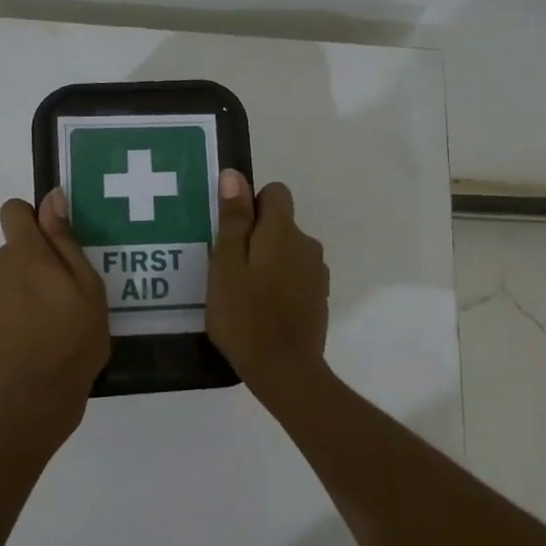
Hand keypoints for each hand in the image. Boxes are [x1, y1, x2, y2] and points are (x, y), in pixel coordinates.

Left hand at [0, 190, 109, 449]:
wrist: (36, 401)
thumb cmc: (74, 340)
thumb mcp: (87, 287)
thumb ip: (65, 239)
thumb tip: (52, 197)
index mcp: (25, 254)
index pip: (12, 211)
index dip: (31, 220)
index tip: (52, 246)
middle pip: (10, 252)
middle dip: (31, 265)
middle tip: (60, 298)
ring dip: (17, 294)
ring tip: (43, 327)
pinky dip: (5, 322)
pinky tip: (25, 346)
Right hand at [206, 170, 329, 391]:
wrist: (284, 369)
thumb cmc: (244, 314)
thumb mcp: (226, 264)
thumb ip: (234, 219)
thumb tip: (235, 175)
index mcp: (283, 231)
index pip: (275, 193)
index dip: (251, 205)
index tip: (232, 233)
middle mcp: (307, 244)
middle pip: (281, 223)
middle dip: (257, 237)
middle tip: (229, 269)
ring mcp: (317, 272)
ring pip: (289, 251)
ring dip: (270, 261)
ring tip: (244, 292)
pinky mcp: (319, 297)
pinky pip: (297, 275)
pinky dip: (281, 283)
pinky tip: (263, 309)